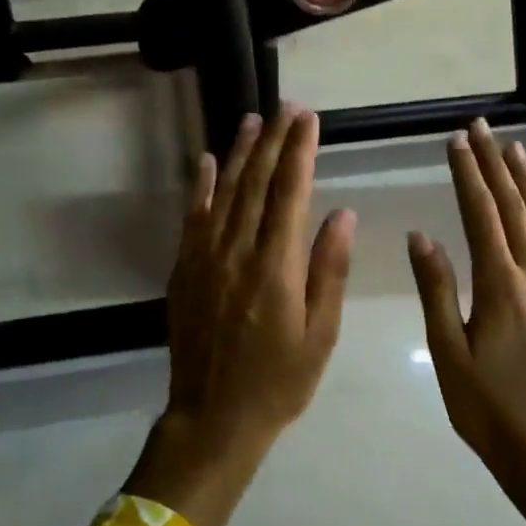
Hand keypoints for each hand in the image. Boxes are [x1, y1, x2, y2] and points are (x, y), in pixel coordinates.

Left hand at [126, 109, 354, 525]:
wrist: (214, 417)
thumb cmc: (279, 381)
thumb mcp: (320, 334)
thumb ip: (329, 270)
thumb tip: (342, 213)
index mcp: (276, 268)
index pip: (290, 194)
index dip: (300, 152)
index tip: (308, 118)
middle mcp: (237, 252)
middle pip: (256, 184)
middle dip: (273, 141)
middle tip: (286, 107)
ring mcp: (204, 259)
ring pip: (224, 193)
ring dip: (239, 153)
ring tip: (253, 120)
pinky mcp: (183, 270)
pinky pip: (193, 218)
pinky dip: (200, 186)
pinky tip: (207, 161)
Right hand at [407, 119, 525, 481]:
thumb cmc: (486, 408)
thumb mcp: (448, 352)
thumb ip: (437, 290)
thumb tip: (421, 236)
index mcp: (499, 286)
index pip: (480, 216)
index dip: (468, 175)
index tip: (456, 141)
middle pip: (512, 210)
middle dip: (495, 166)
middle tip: (481, 128)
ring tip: (514, 148)